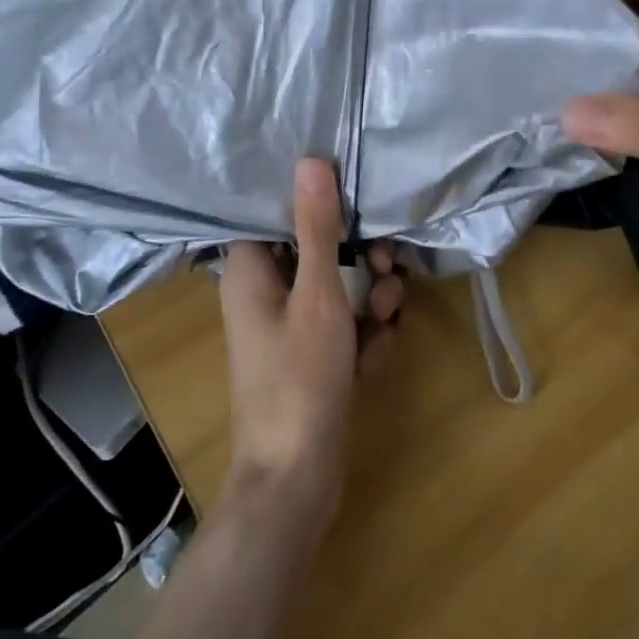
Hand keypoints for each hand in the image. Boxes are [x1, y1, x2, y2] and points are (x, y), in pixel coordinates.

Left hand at [217, 159, 403, 528]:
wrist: (295, 479)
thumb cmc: (299, 378)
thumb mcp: (317, 295)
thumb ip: (317, 227)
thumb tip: (310, 160)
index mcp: (250, 270)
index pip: (277, 213)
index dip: (317, 205)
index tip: (356, 203)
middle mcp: (264, 293)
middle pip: (317, 251)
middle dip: (361, 260)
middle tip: (388, 269)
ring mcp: (288, 328)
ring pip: (338, 290)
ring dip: (370, 300)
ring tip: (387, 318)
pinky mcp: (311, 357)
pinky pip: (343, 327)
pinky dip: (363, 336)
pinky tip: (375, 358)